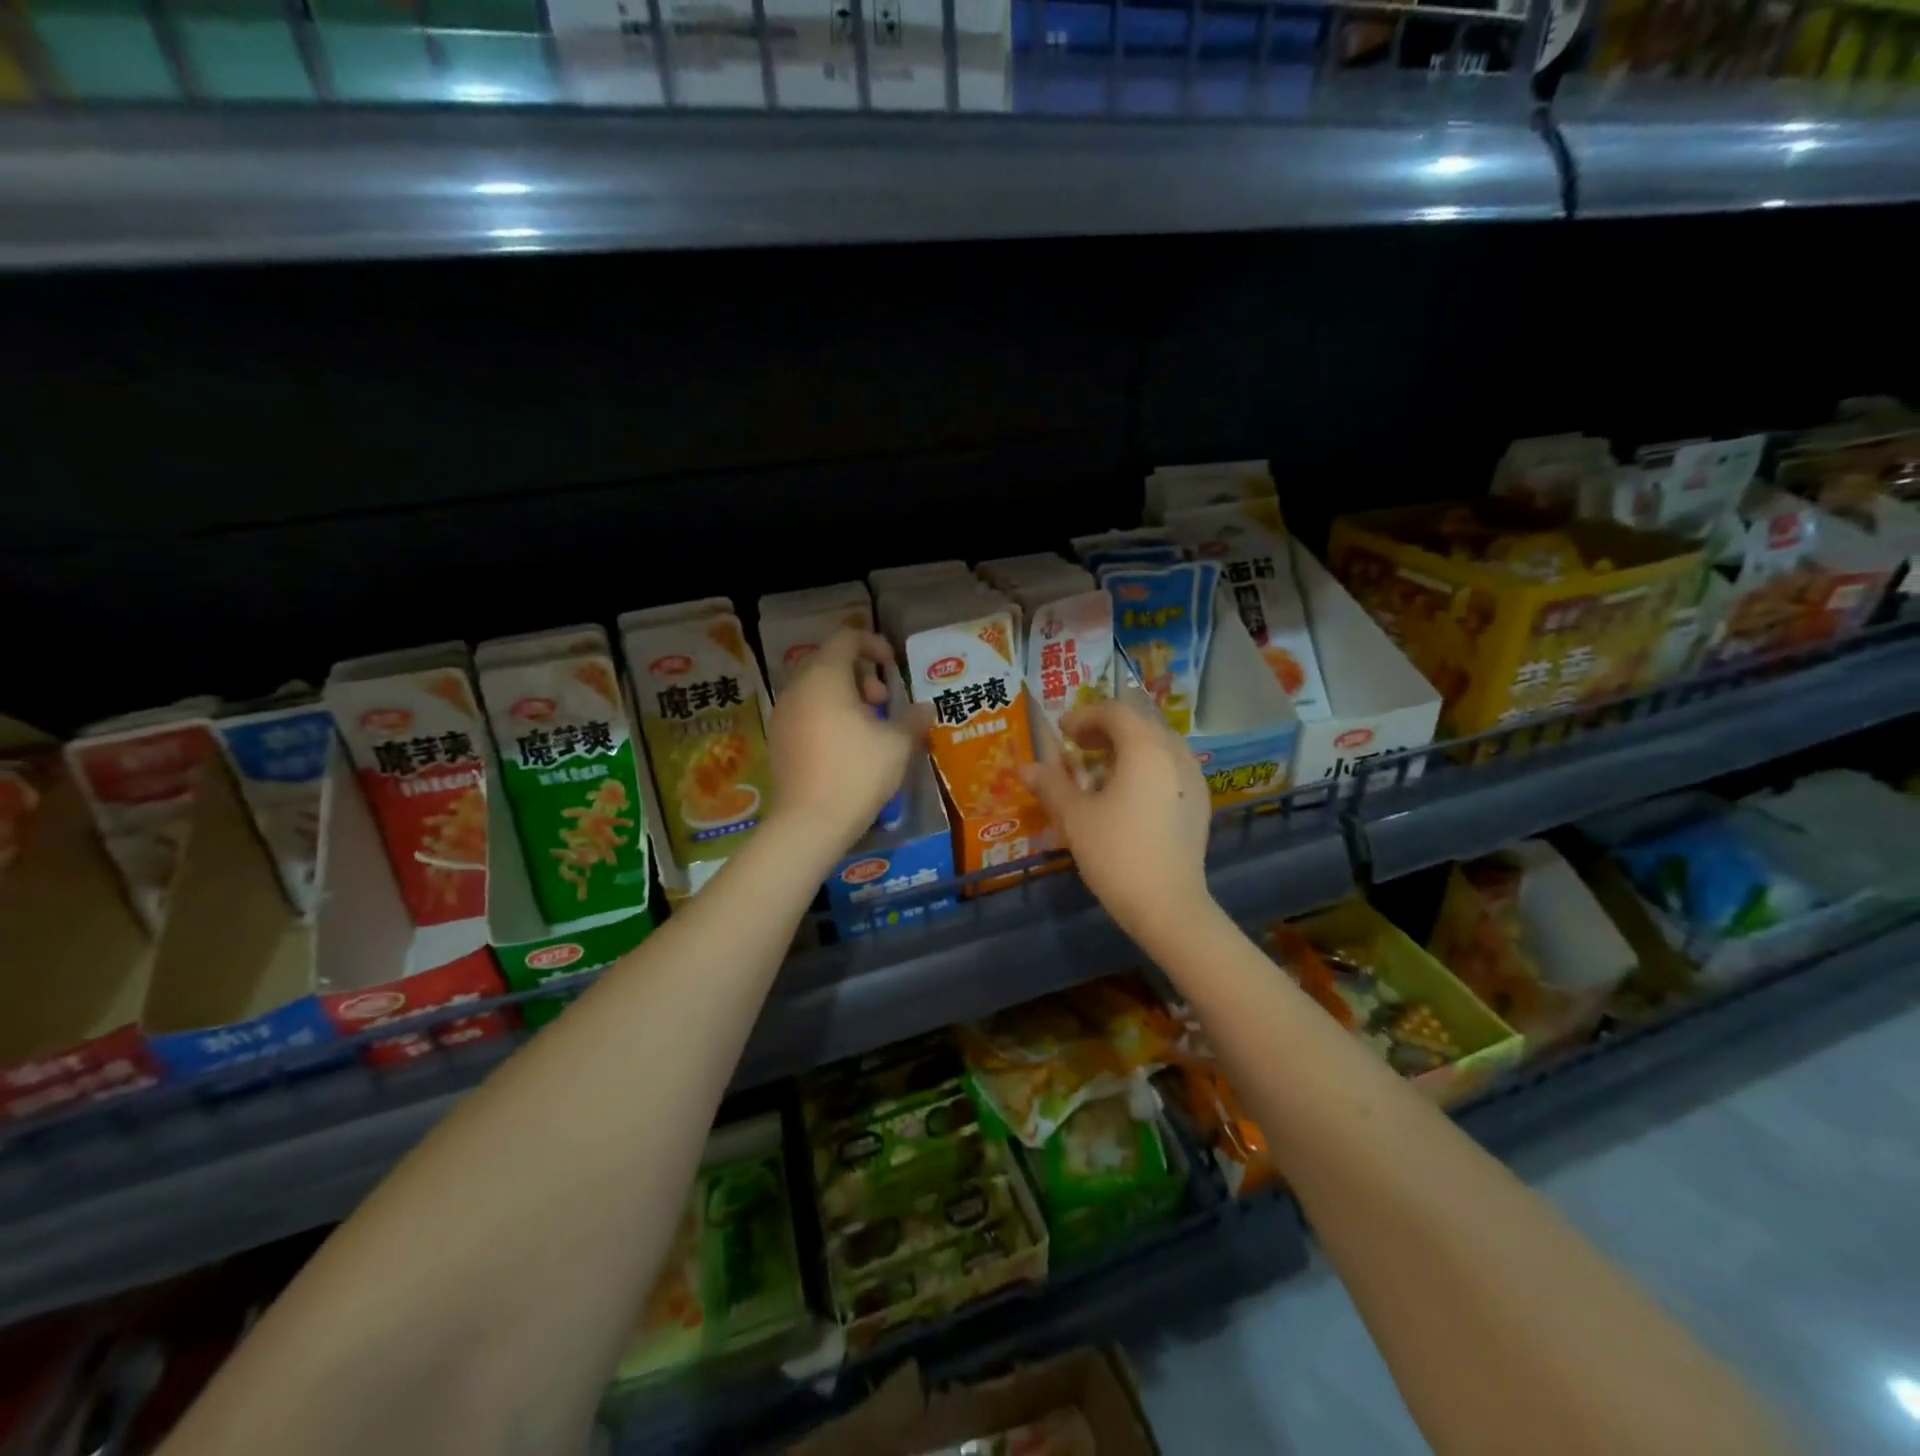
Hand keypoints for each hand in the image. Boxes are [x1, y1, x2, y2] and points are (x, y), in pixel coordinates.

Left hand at [765, 630, 929, 863]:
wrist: (809, 823)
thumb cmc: (857, 773)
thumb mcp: (897, 745)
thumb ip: (913, 720)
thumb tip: (925, 709)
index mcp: (825, 678)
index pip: (845, 638)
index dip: (872, 644)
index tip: (892, 666)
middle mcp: (797, 689)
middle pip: (828, 661)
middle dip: (859, 673)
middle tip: (882, 701)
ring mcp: (783, 715)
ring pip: (814, 688)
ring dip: (843, 695)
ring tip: (867, 725)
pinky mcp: (778, 740)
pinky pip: (804, 711)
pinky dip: (826, 714)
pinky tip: (845, 745)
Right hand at [1022, 699, 1214, 950]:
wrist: (1168, 906)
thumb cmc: (1116, 853)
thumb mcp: (1075, 817)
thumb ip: (1051, 784)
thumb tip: (1025, 767)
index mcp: (1146, 748)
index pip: (1116, 711)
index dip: (1084, 715)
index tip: (1061, 732)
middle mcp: (1176, 754)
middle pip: (1140, 724)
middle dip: (1105, 729)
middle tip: (1076, 746)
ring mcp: (1193, 779)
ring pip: (1158, 745)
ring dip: (1126, 747)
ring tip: (1098, 769)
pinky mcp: (1199, 804)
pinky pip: (1170, 768)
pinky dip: (1145, 767)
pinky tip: (1126, 794)